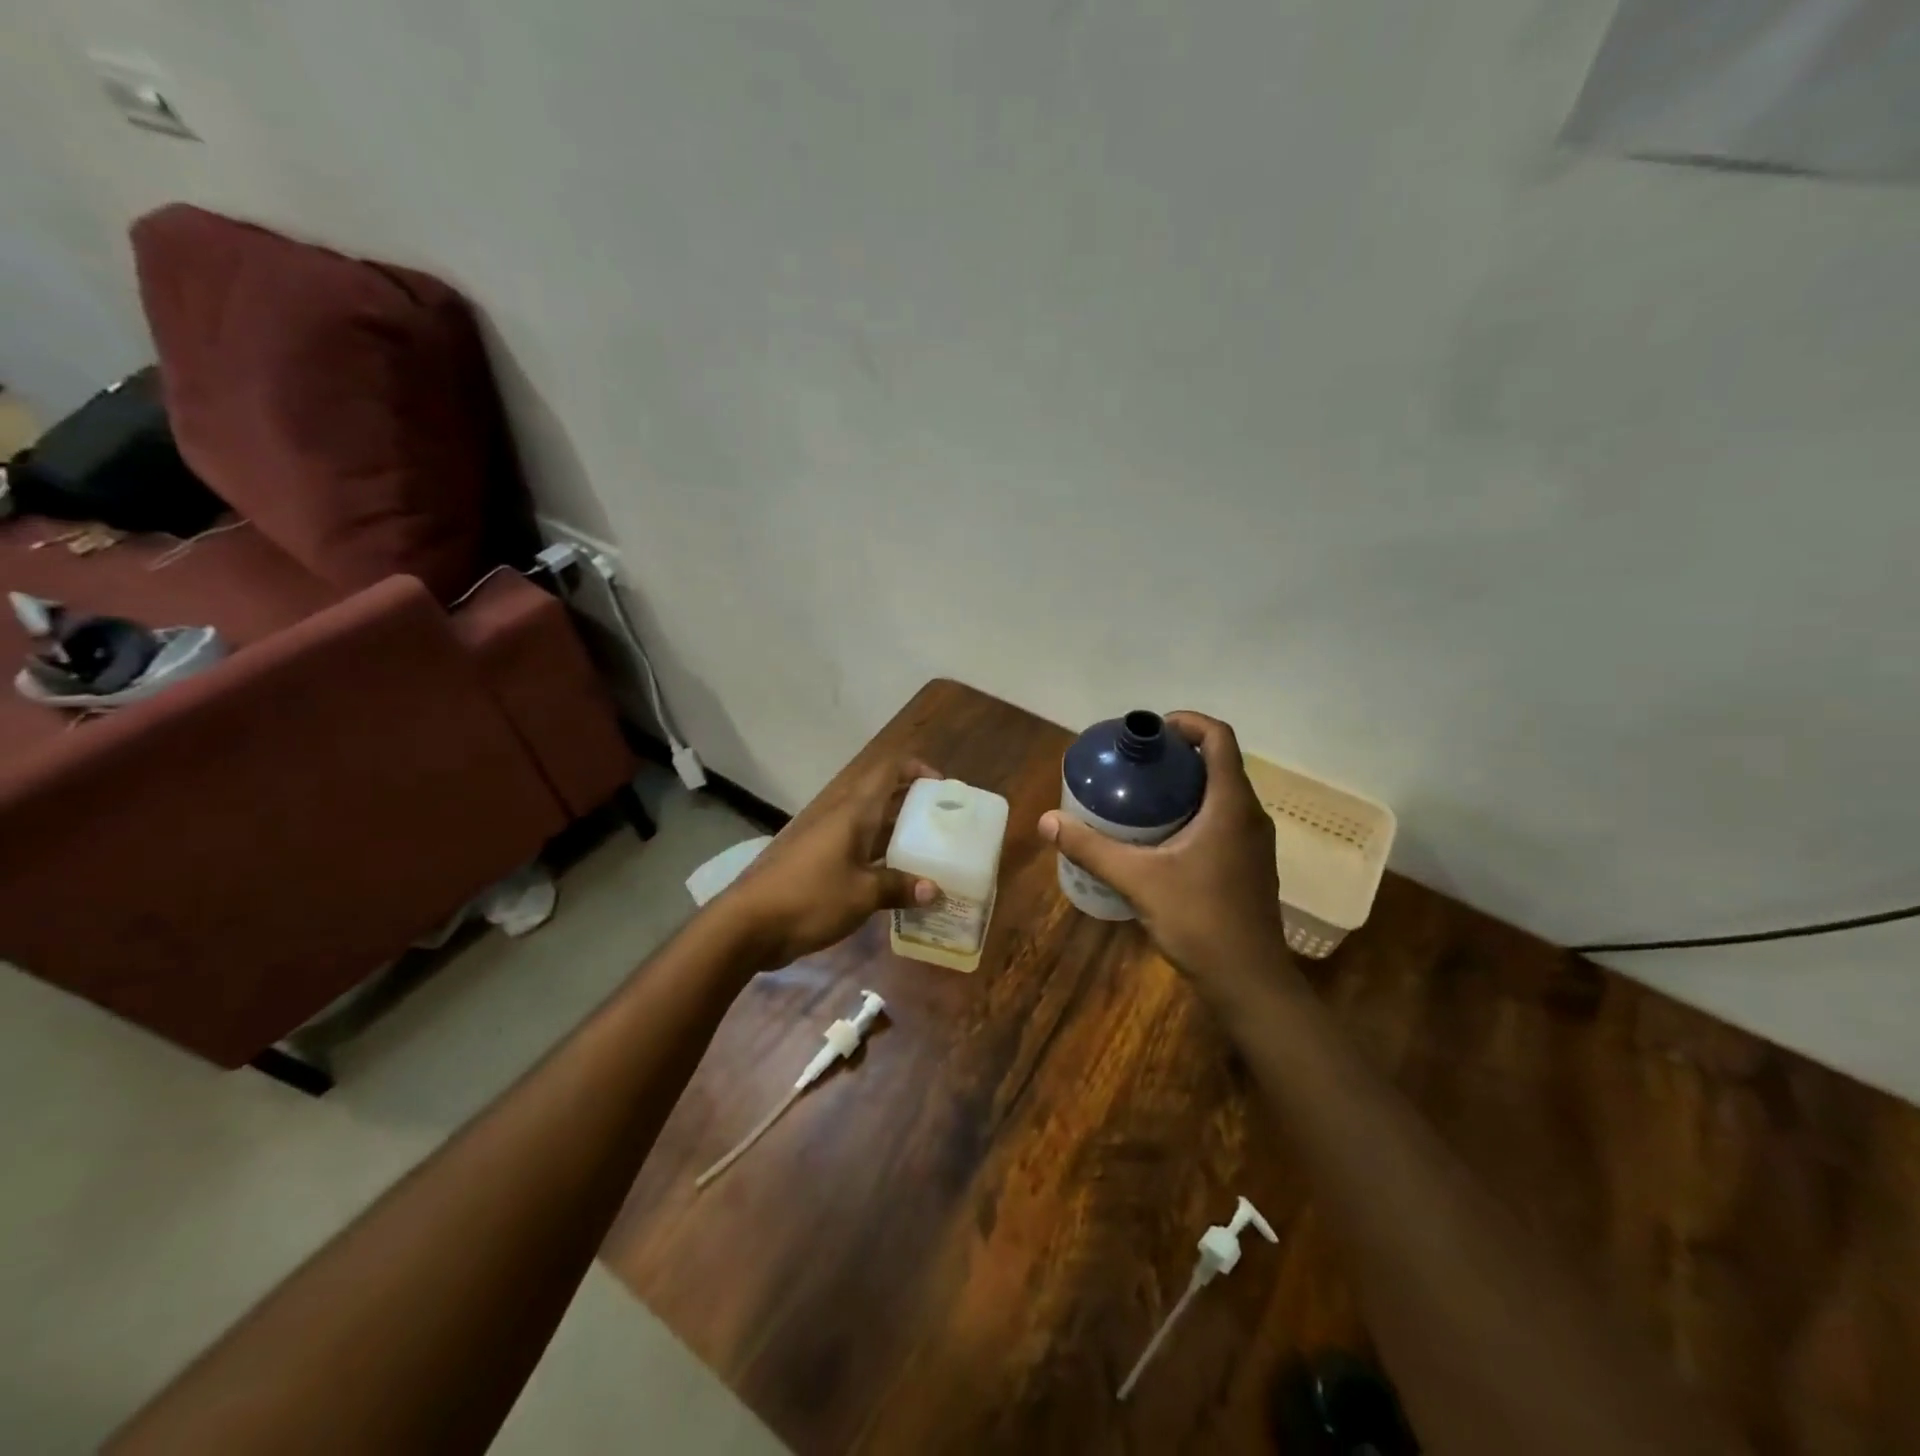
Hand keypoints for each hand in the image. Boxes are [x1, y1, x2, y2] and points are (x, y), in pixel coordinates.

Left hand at [720, 756, 941, 970]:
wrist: (750, 924)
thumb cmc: (810, 898)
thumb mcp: (862, 894)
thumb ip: (899, 888)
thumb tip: (934, 890)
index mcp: (854, 813)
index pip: (888, 771)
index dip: (916, 769)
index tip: (942, 788)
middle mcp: (842, 818)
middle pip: (883, 797)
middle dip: (914, 805)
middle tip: (946, 825)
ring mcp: (828, 841)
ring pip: (872, 826)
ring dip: (899, 834)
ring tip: (932, 852)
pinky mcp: (819, 864)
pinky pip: (859, 851)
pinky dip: (881, 858)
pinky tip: (900, 881)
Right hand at [1039, 712, 1291, 1000]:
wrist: (1249, 982)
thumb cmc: (1200, 921)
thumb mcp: (1138, 880)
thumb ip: (1092, 848)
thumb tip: (1047, 822)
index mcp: (1231, 805)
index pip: (1219, 737)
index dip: (1187, 722)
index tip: (1150, 732)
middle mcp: (1249, 815)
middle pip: (1218, 763)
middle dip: (1176, 756)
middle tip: (1134, 765)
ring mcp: (1254, 842)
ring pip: (1220, 794)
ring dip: (1184, 786)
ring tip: (1140, 797)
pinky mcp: (1249, 865)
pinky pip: (1221, 820)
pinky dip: (1192, 813)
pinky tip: (1159, 838)